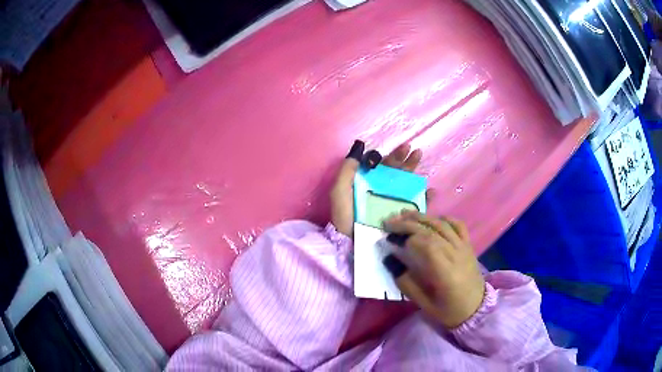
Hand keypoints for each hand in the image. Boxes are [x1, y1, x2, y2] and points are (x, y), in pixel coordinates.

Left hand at [330, 140, 422, 236]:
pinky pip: (416, 206)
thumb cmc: (344, 216)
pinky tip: (431, 191)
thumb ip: (347, 170)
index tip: (403, 148)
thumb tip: (359, 149)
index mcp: (369, 184)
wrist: (350, 242)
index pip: (384, 167)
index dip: (393, 156)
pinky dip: (426, 198)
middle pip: (398, 173)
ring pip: (408, 186)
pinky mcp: (402, 218)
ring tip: (421, 162)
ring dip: (416, 173)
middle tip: (415, 152)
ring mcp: (394, 205)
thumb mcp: (340, 190)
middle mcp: (383, 192)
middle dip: (407, 161)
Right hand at [383, 211, 484, 328]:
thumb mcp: (424, 304)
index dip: (408, 238)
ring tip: (404, 214)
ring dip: (422, 217)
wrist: (477, 309)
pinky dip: (444, 218)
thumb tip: (390, 260)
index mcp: (446, 272)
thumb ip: (406, 283)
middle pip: (432, 231)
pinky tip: (432, 218)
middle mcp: (456, 254)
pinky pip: (458, 225)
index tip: (391, 239)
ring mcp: (464, 247)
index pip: (427, 245)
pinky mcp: (469, 245)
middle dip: (408, 224)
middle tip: (389, 222)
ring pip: (443, 225)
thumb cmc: (449, 310)